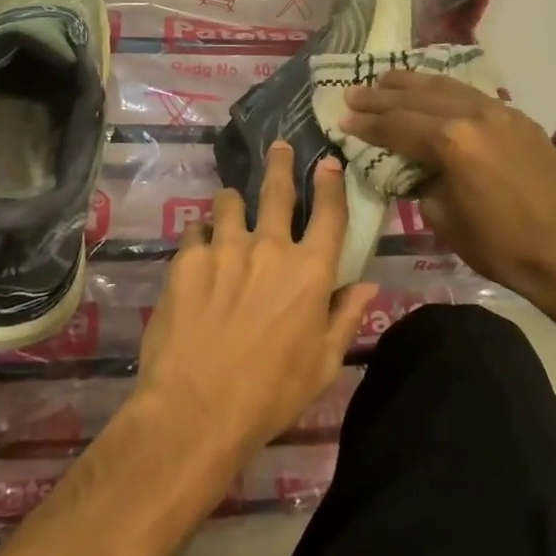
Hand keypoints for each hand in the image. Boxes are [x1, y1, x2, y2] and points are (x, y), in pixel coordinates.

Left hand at [134, 143, 376, 463]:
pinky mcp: (188, 258)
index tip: (327, 162)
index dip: (331, 184)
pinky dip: (201, 236)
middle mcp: (269, 247)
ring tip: (228, 208)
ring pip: (229, 202)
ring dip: (232, 203)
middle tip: (278, 146)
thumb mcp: (322, 365)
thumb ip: (345, 317)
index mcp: (309, 272)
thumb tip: (367, 284)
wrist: (196, 409)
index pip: (329, 214)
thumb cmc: (270, 395)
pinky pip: (195, 230)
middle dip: (280, 163)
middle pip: (276, 190)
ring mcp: (225, 247)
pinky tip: (198, 252)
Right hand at [341, 70, 555, 308]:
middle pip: (416, 98)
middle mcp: (472, 115)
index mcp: (450, 141)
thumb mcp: (446, 220)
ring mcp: (499, 112)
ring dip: (412, 83)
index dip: (367, 123)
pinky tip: (433, 90)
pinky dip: (444, 90)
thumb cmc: (503, 247)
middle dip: (381, 96)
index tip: (343, 118)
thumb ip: (422, 185)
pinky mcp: (519, 119)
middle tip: (353, 93)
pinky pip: (471, 94)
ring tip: (386, 79)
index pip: (397, 125)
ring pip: (445, 87)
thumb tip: (414, 170)